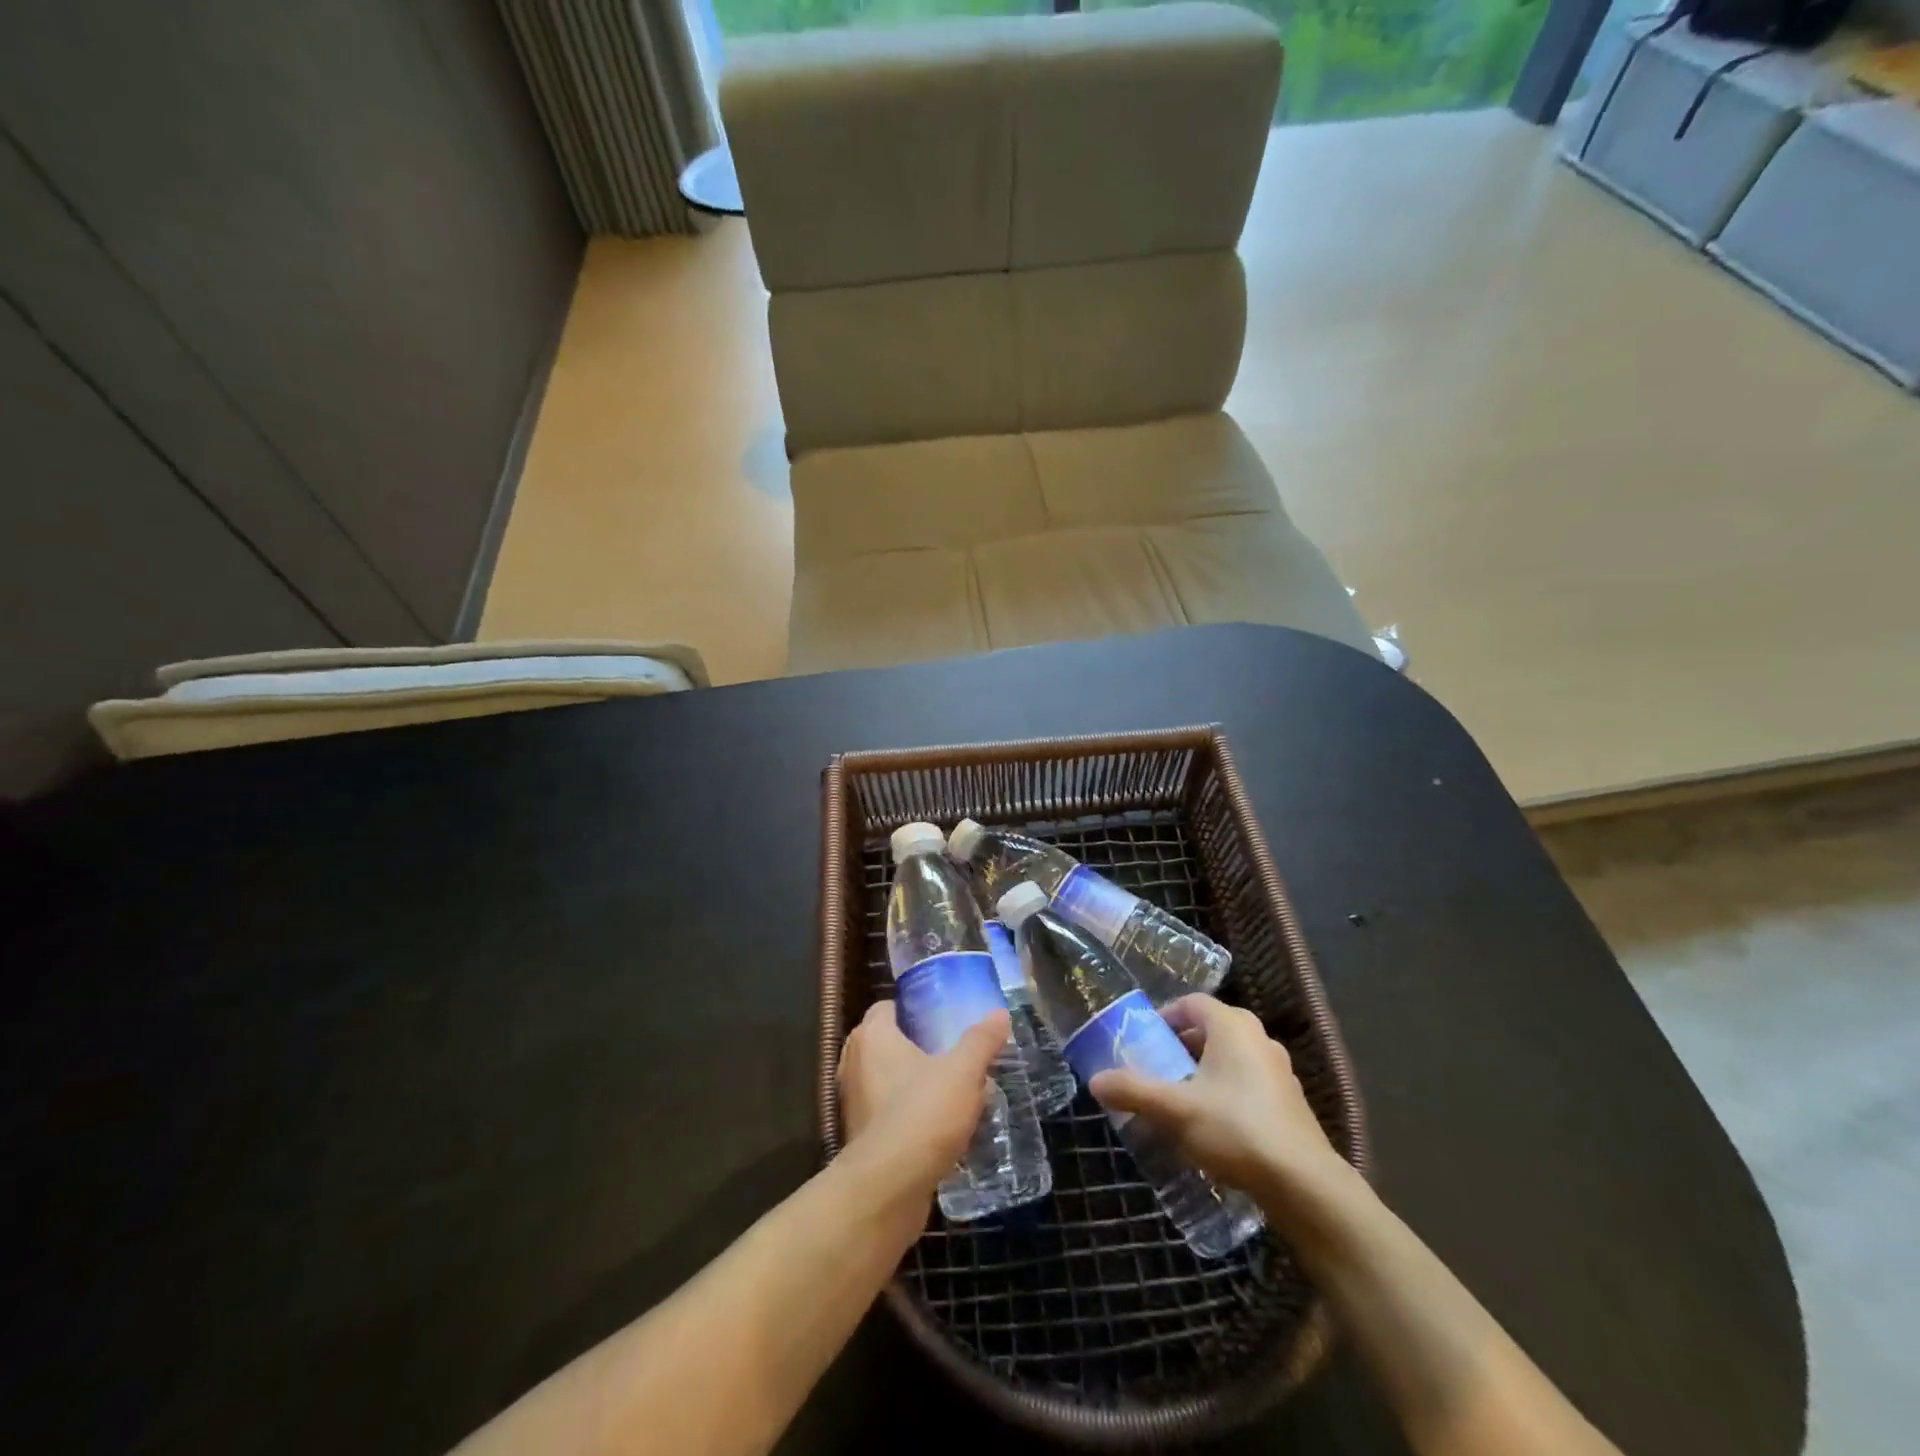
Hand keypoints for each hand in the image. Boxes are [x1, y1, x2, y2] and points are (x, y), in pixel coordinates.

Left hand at [837, 1001, 1009, 1225]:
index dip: (914, 1010)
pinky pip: (888, 1114)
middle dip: (918, 1048)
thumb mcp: (962, 1072)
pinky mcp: (861, 1138)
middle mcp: (854, 1063)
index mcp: (872, 1036)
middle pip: (888, 1043)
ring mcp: (854, 1103)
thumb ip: (981, 1041)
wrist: (888, 1189)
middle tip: (953, 1054)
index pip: (887, 1007)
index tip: (942, 1019)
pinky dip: (908, 1115)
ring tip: (952, 1091)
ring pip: (888, 1080)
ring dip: (914, 1084)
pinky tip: (939, 1127)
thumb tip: (999, 1014)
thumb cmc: (921, 1114)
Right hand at [1089, 994, 1344, 1197]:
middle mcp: (1258, 1038)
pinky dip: (1225, 1093)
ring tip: (1178, 1100)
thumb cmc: (1236, 1129)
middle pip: (1210, 1030)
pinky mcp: (1289, 1103)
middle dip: (1179, 1047)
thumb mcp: (1175, 1109)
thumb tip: (1095, 1081)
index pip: (1191, 1003)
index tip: (1142, 1039)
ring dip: (1202, 1072)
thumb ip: (1133, 1091)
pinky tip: (1211, 1127)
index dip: (1164, 1016)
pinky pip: (1247, 1084)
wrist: (1305, 1185)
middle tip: (1155, 1070)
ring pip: (1229, 1059)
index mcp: (1232, 1025)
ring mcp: (1278, 1071)